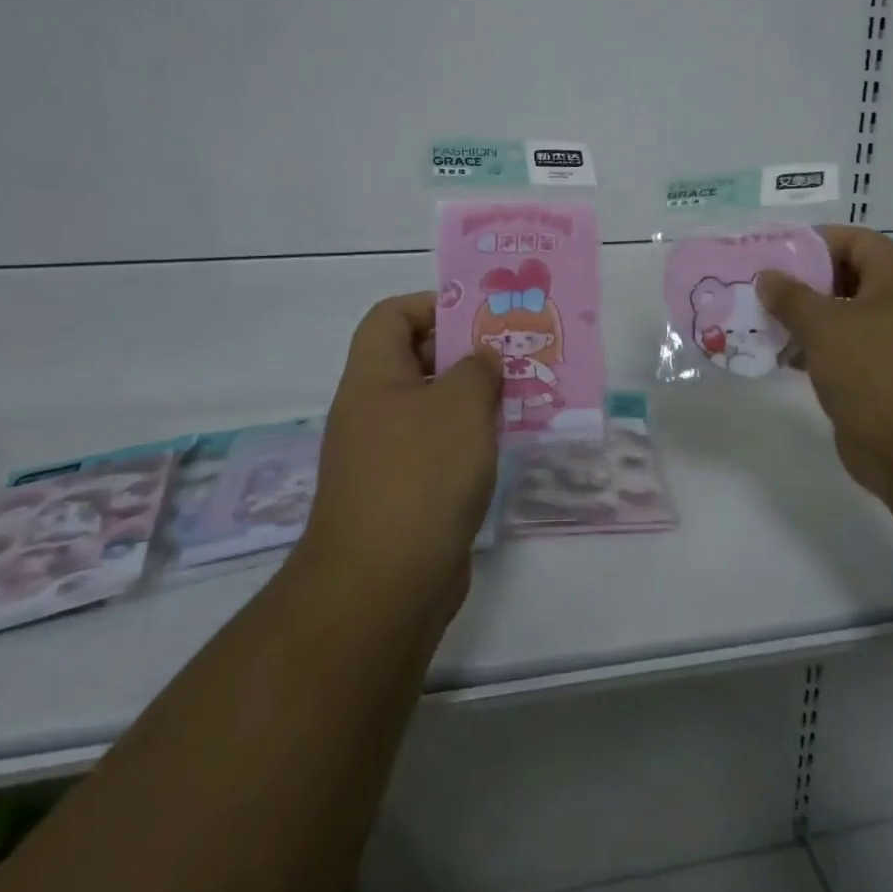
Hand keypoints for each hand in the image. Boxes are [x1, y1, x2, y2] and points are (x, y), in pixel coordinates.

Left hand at [300, 293, 501, 608]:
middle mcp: (372, 410)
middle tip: (512, 354)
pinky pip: (438, 449)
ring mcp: (385, 455)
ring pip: (432, 407)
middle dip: (464, 353)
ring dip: (473, 399)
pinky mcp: (403, 494)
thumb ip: (478, 369)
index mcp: (373, 377)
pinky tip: (503, 445)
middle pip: (415, 359)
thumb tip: (481, 361)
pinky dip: (468, 440)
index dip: (433, 305)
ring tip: (520, 395)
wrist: (384, 586)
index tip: (479, 318)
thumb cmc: (421, 474)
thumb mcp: (460, 404)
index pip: (391, 316)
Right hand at [758, 227, 892, 505]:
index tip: (769, 252)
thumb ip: (791, 296)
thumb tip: (768, 276)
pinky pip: (843, 351)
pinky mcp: (884, 378)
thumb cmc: (878, 372)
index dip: (810, 242)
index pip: (851, 240)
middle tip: (756, 287)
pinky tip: (779, 356)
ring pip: (841, 317)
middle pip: (844, 277)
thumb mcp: (826, 325)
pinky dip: (813, 350)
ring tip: (757, 321)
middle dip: (800, 282)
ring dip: (802, 319)